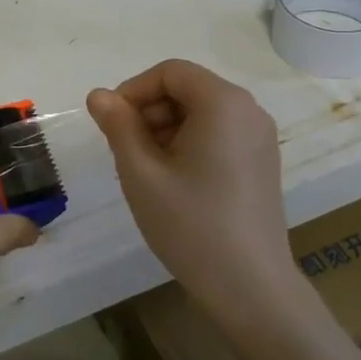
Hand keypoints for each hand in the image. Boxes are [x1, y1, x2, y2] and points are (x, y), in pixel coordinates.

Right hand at [87, 60, 295, 308]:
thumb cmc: (191, 224)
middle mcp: (249, 110)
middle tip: (124, 152)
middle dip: (149, 112)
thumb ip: (117, 125)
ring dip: (166, 129)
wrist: (250, 288)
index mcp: (223, 103)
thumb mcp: (141, 172)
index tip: (110, 124)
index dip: (133, 90)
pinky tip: (172, 182)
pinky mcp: (261, 162)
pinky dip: (188, 144)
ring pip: (201, 113)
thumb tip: (99, 95)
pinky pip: (218, 134)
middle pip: (187, 89)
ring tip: (145, 171)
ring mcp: (260, 138)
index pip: (170, 72)